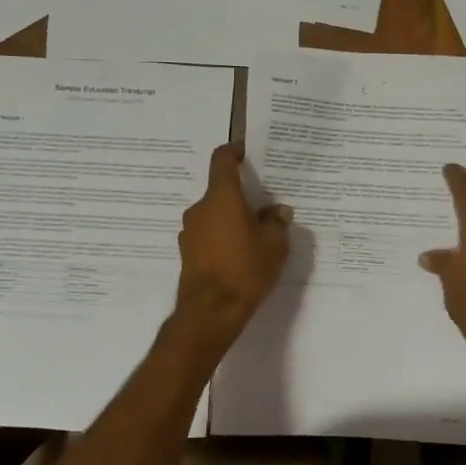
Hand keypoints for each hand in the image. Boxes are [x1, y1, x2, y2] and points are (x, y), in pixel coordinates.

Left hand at [175, 143, 291, 336]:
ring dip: (232, 219)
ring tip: (255, 236)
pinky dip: (222, 237)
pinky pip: (208, 235)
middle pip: (221, 191)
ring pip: (214, 214)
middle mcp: (200, 209)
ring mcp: (190, 232)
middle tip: (264, 208)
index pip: (222, 160)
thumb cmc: (245, 269)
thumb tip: (278, 210)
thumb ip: (276, 222)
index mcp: (222, 198)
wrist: (210, 313)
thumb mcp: (274, 245)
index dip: (234, 152)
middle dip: (242, 196)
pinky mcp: (187, 253)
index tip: (246, 153)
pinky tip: (239, 255)